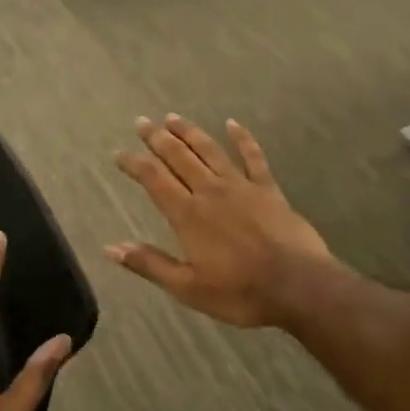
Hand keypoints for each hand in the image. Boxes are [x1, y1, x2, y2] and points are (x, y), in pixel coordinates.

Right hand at [109, 115, 333, 328]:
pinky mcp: (268, 189)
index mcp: (188, 215)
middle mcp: (210, 192)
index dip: (134, 164)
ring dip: (190, 132)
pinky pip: (253, 157)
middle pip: (179, 157)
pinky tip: (233, 124)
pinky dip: (242, 138)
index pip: (154, 180)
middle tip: (142, 121)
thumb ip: (150, 264)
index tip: (119, 153)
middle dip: (158, 138)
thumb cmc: (240, 293)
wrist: (298, 286)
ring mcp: (241, 186)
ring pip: (210, 150)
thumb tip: (111, 247)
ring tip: (173, 117)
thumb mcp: (187, 288)